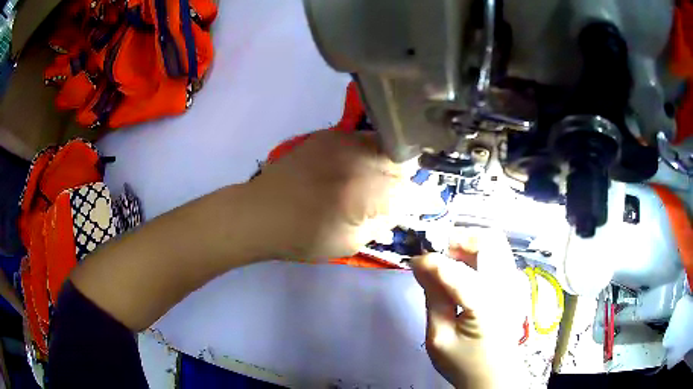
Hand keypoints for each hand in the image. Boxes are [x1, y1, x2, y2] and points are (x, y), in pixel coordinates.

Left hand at [249, 130, 404, 260]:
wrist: (261, 213)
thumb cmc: (304, 237)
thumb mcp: (351, 242)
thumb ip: (383, 220)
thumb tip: (405, 206)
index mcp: (367, 191)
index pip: (411, 188)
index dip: (415, 197)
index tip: (410, 206)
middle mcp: (360, 159)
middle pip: (402, 161)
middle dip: (403, 178)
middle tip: (390, 194)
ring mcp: (343, 142)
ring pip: (384, 145)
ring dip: (387, 162)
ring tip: (371, 179)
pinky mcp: (328, 135)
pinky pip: (361, 139)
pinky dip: (366, 152)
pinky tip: (352, 167)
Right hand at [411, 228, 526, 387]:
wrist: (495, 376)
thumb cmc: (465, 363)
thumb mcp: (439, 338)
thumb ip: (433, 298)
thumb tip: (420, 266)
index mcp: (485, 305)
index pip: (455, 269)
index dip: (431, 260)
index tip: (414, 262)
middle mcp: (505, 286)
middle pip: (487, 239)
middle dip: (457, 239)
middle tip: (436, 254)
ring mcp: (513, 283)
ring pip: (494, 242)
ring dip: (468, 243)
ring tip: (447, 260)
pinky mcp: (513, 285)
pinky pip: (497, 254)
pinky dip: (477, 252)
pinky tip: (462, 270)